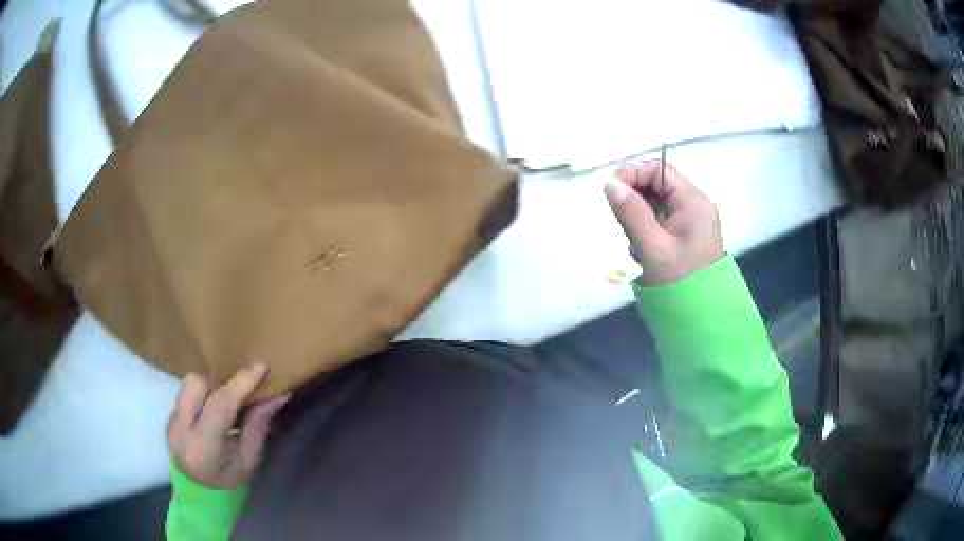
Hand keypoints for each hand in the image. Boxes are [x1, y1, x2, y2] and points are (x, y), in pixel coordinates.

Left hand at [167, 364, 288, 488]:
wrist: (202, 494)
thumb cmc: (232, 480)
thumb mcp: (250, 459)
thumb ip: (258, 425)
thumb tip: (277, 394)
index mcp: (204, 447)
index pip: (220, 405)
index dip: (240, 383)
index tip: (259, 368)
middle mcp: (181, 430)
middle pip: (196, 384)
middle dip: (218, 381)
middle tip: (236, 389)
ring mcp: (171, 423)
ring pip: (187, 384)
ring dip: (208, 386)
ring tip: (223, 400)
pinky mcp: (168, 418)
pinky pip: (184, 394)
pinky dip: (200, 396)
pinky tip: (211, 410)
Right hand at [604, 160, 723, 285]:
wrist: (702, 317)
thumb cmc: (679, 280)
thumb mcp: (651, 246)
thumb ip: (631, 212)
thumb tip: (610, 182)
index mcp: (692, 201)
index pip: (658, 169)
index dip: (633, 173)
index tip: (612, 192)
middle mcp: (695, 205)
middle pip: (657, 185)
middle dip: (636, 201)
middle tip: (626, 226)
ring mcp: (692, 221)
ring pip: (657, 205)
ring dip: (640, 219)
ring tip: (639, 245)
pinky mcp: (687, 236)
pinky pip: (662, 222)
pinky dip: (648, 231)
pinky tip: (646, 252)